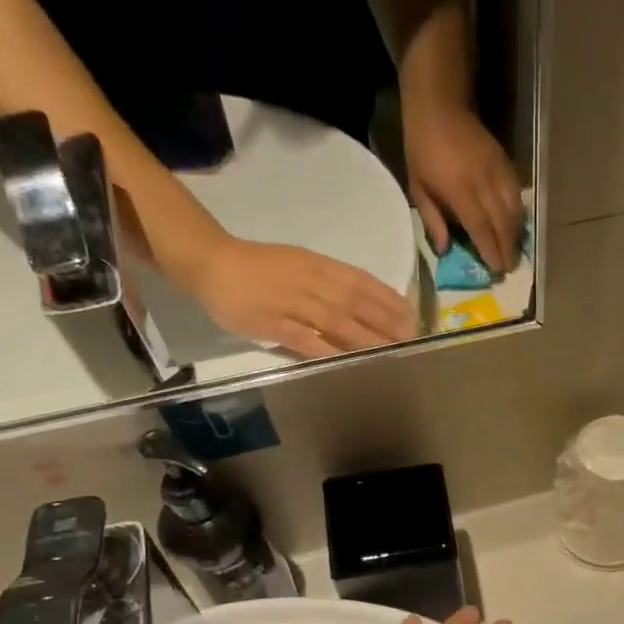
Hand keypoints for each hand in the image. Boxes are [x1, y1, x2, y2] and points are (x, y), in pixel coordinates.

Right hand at [185, 236, 415, 358]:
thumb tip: (363, 305)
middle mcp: (310, 282)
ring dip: (365, 337)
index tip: (411, 314)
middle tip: (409, 338)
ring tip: (388, 351)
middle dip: (385, 321)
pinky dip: (324, 348)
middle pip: (355, 303)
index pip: (361, 282)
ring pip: (335, 320)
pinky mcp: (272, 321)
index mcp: (318, 266)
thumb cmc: (260, 266)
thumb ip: (330, 284)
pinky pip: (302, 337)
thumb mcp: (301, 264)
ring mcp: (291, 302)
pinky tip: (344, 361)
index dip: (388, 299)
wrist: (212, 262)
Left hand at [404, 101, 523, 275]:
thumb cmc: (422, 147)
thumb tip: (445, 249)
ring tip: (514, 250)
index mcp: (459, 189)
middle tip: (509, 267)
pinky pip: (517, 193)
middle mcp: (483, 182)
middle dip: (508, 248)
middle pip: (502, 222)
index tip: (496, 269)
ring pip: (515, 209)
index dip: (490, 250)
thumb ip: (432, 219)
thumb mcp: (417, 185)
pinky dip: (519, 213)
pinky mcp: (505, 162)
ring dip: (516, 233)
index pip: (481, 227)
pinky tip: (516, 225)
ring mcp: (497, 170)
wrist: (439, 105)